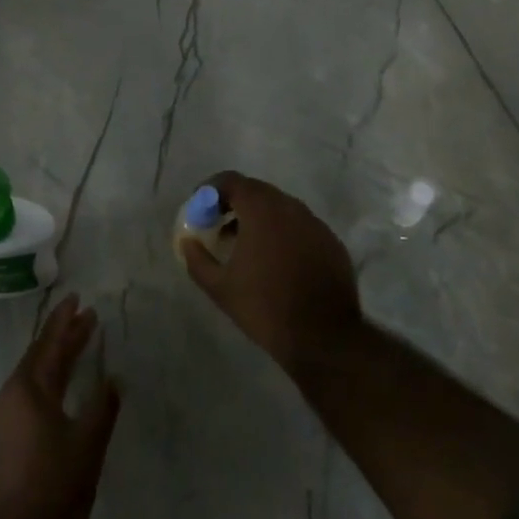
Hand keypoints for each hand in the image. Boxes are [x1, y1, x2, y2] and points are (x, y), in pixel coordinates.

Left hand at [0, 296, 121, 518]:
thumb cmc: (57, 488)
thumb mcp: (88, 444)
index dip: (65, 321)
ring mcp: (1, 419)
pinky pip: (26, 395)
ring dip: (56, 359)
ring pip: (32, 376)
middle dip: (63, 337)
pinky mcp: (1, 439)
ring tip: (78, 345)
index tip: (77, 299)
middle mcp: (9, 396)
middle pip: (40, 357)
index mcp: (27, 389)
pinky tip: (60, 387)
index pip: (49, 344)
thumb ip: (102, 405)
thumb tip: (114, 379)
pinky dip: (47, 382)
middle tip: (86, 317)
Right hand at [179, 172, 362, 381]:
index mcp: (261, 210)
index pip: (231, 180)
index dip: (211, 190)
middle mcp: (290, 207)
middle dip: (234, 203)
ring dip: (259, 218)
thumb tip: (187, 242)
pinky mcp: (331, 242)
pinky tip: (277, 262)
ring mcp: (315, 223)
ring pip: (280, 208)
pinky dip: (283, 233)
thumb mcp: (220, 287)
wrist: (325, 338)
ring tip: (246, 246)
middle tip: (219, 226)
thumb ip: (197, 259)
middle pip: (256, 191)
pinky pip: (300, 226)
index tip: (200, 208)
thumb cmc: (265, 307)